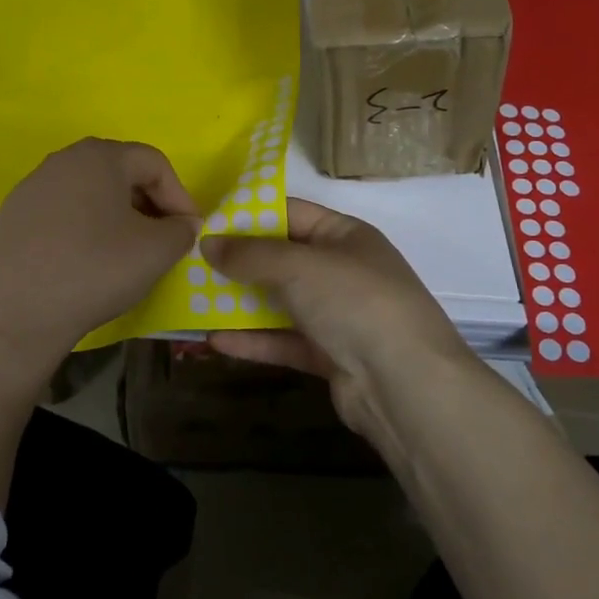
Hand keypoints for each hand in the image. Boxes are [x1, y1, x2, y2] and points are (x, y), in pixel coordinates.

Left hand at [0, 138, 199, 359]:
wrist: (16, 313)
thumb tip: (182, 225)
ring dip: (117, 216)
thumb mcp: (156, 251)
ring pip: (90, 193)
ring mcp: (33, 187)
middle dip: (149, 204)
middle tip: (162, 240)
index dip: (179, 195)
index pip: (154, 162)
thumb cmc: (95, 269)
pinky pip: (63, 213)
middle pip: (120, 173)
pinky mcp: (13, 216)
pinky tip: (87, 262)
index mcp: (99, 156)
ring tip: (127, 252)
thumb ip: (181, 230)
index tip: (189, 232)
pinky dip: (84, 229)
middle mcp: (63, 160)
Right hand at [202, 199, 472, 438]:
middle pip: (282, 259)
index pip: (291, 213)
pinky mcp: (330, 355)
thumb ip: (251, 254)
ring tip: (194, 300)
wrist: (406, 385)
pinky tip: (214, 340)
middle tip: (191, 262)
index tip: (206, 221)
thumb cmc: (355, 302)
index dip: (249, 215)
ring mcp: (338, 315)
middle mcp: (342, 271)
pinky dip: (253, 340)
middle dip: (239, 261)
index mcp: (345, 235)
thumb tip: (208, 243)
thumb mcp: (299, 266)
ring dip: (240, 302)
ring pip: (280, 302)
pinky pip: (284, 341)